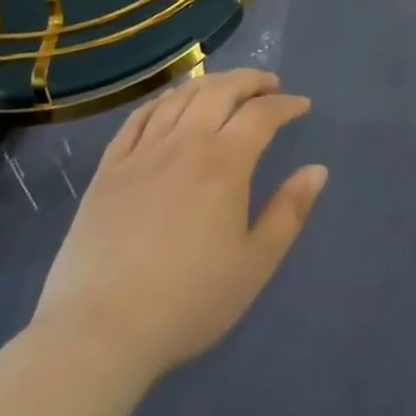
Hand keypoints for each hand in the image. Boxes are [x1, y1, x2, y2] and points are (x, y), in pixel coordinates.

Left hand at [29, 69, 326, 398]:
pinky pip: (138, 118)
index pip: (262, 114)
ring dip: (209, 83)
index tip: (301, 106)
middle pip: (220, 90)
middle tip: (269, 85)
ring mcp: (141, 153)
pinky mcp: (108, 170)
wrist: (97, 335)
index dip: (286, 104)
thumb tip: (317, 170)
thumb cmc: (187, 302)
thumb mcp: (255, 264)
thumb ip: (290, 212)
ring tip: (226, 88)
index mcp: (224, 163)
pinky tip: (171, 104)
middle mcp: (184, 144)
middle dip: (250, 81)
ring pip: (180, 97)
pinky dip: (162, 101)